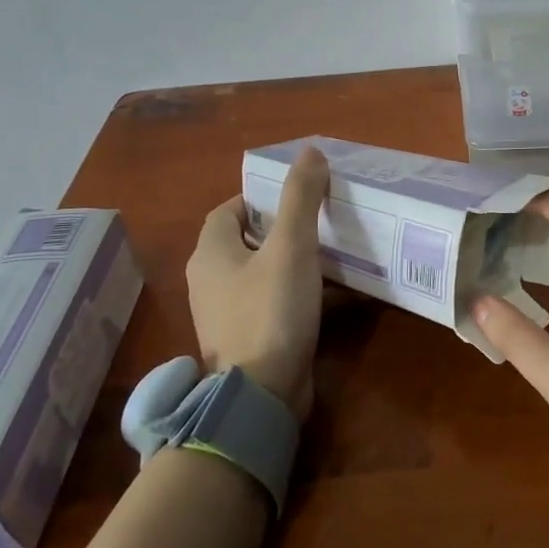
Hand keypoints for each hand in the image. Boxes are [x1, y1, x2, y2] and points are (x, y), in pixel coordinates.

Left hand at [185, 146, 329, 419]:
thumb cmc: (270, 311)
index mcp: (211, 254)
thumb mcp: (291, 247)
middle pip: (248, 242)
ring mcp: (228, 314)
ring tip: (336, 250)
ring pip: (264, 273)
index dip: (260, 198)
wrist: (261, 396)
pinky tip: (337, 293)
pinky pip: (276, 303)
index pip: (229, 211)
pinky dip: (302, 293)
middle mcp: (211, 282)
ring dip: (296, 261)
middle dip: (284, 228)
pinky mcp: (249, 339)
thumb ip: (300, 198)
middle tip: (324, 219)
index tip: (298, 195)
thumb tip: (309, 151)